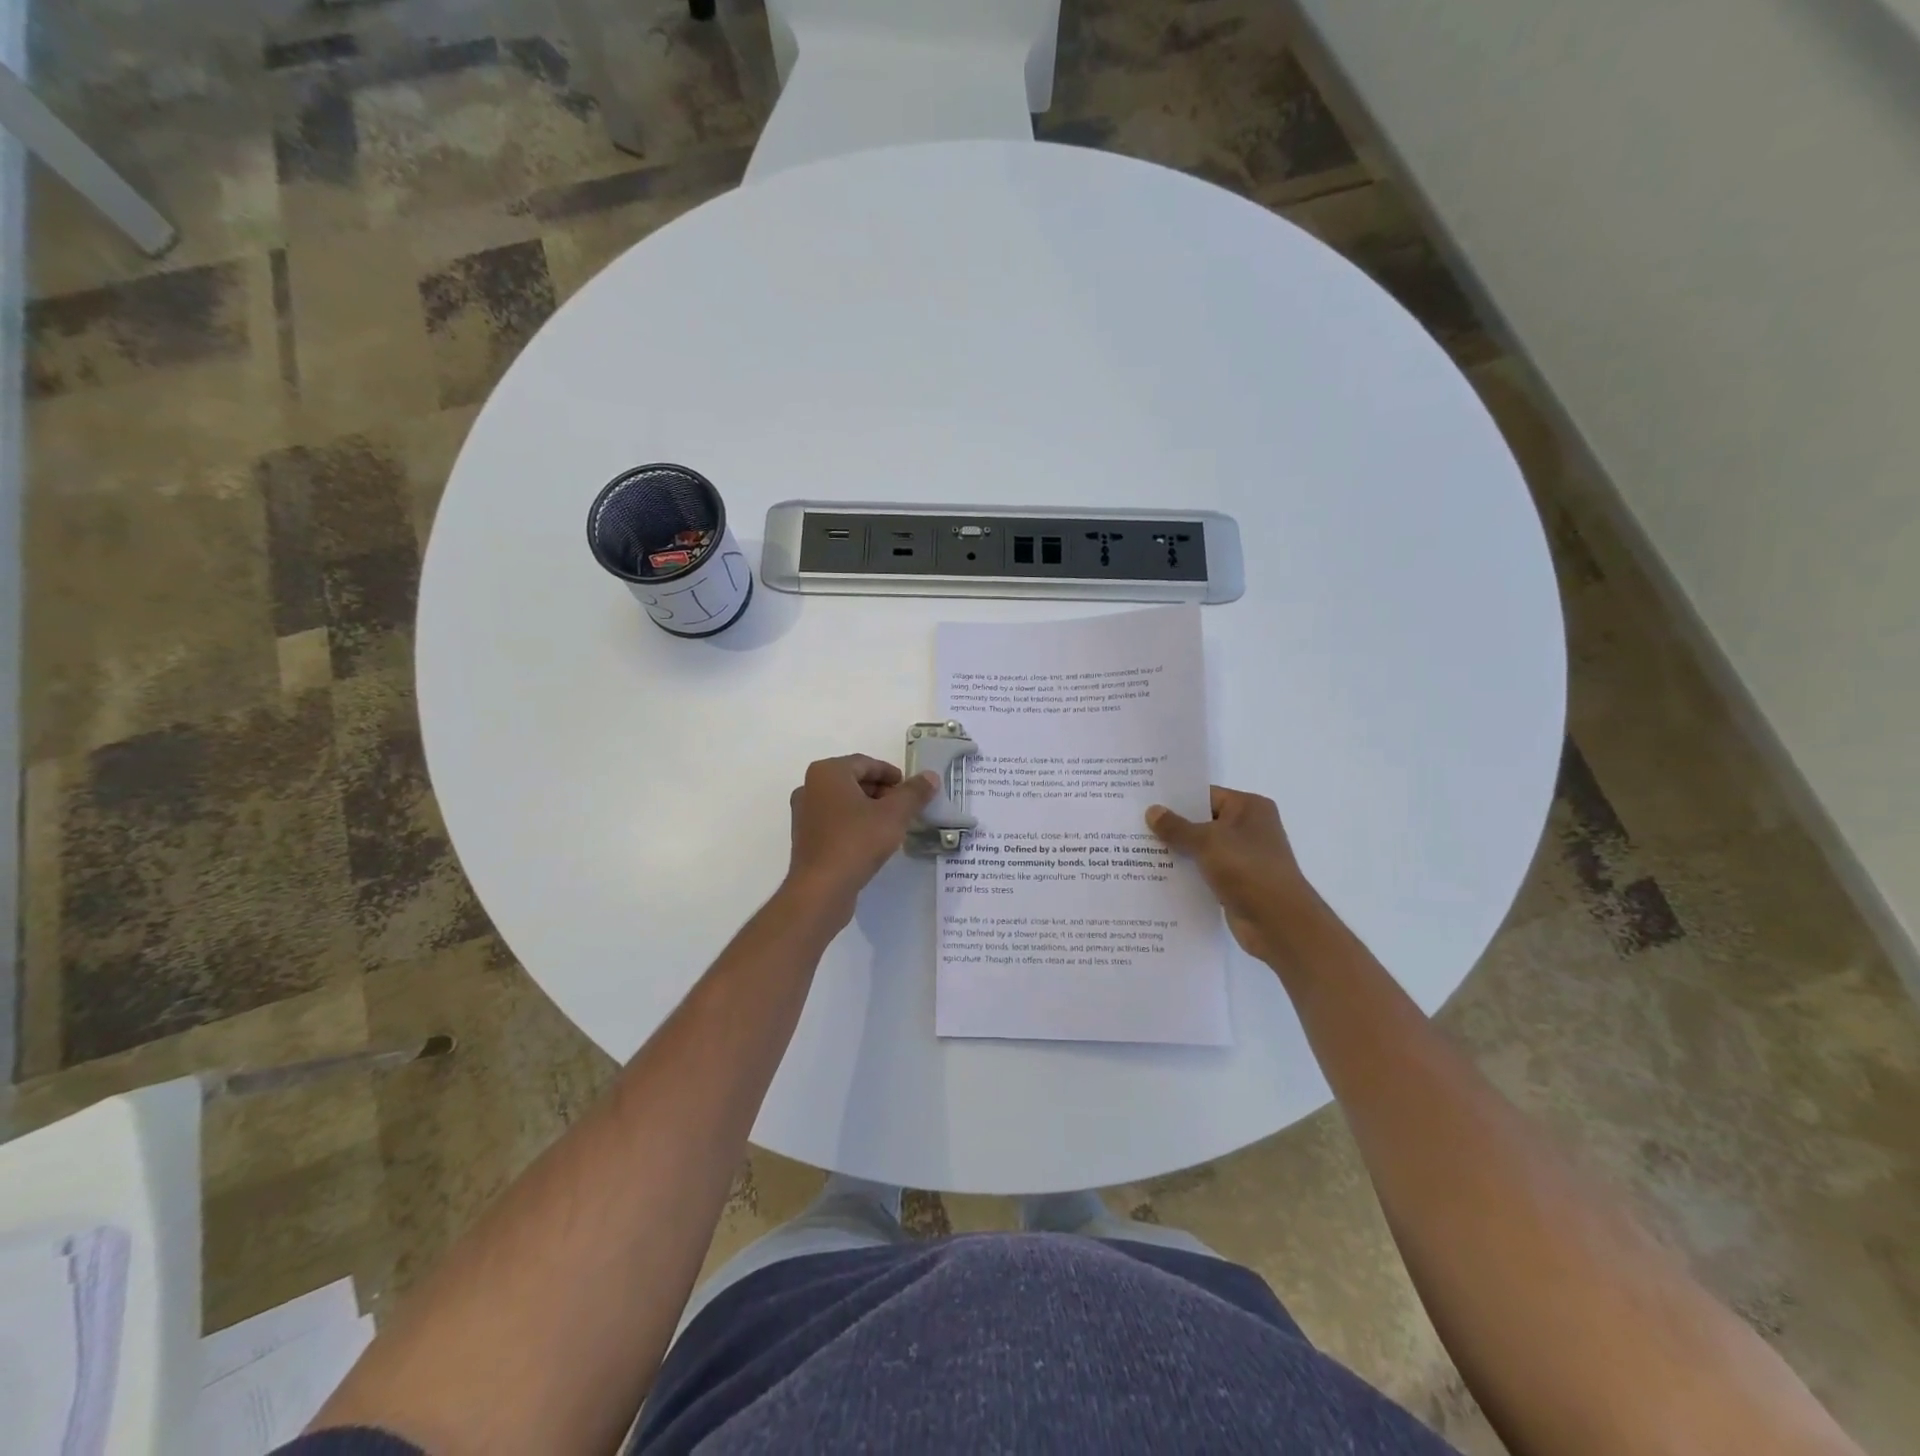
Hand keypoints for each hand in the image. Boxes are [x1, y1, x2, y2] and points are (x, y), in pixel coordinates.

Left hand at [784, 755, 938, 923]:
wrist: (821, 889)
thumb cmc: (857, 841)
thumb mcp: (894, 814)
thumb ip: (914, 793)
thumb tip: (930, 776)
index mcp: (828, 772)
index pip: (866, 763)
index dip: (891, 774)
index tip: (910, 789)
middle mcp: (810, 787)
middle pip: (853, 781)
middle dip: (881, 791)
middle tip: (905, 807)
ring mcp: (804, 814)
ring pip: (844, 802)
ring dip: (869, 808)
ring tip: (892, 825)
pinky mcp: (805, 838)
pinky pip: (834, 821)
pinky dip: (854, 824)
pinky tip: (871, 841)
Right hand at [1146, 786, 1326, 966]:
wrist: (1279, 923)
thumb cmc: (1247, 869)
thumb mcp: (1207, 842)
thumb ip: (1177, 827)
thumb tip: (1152, 811)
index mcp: (1249, 807)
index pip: (1206, 795)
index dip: (1176, 799)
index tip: (1145, 801)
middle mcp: (1249, 828)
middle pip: (1202, 821)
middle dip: (1172, 826)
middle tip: (1135, 825)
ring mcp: (1244, 857)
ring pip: (1202, 848)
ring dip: (1177, 851)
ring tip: (1138, 849)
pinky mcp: (1237, 882)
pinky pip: (1205, 871)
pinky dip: (1187, 872)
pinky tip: (1157, 875)